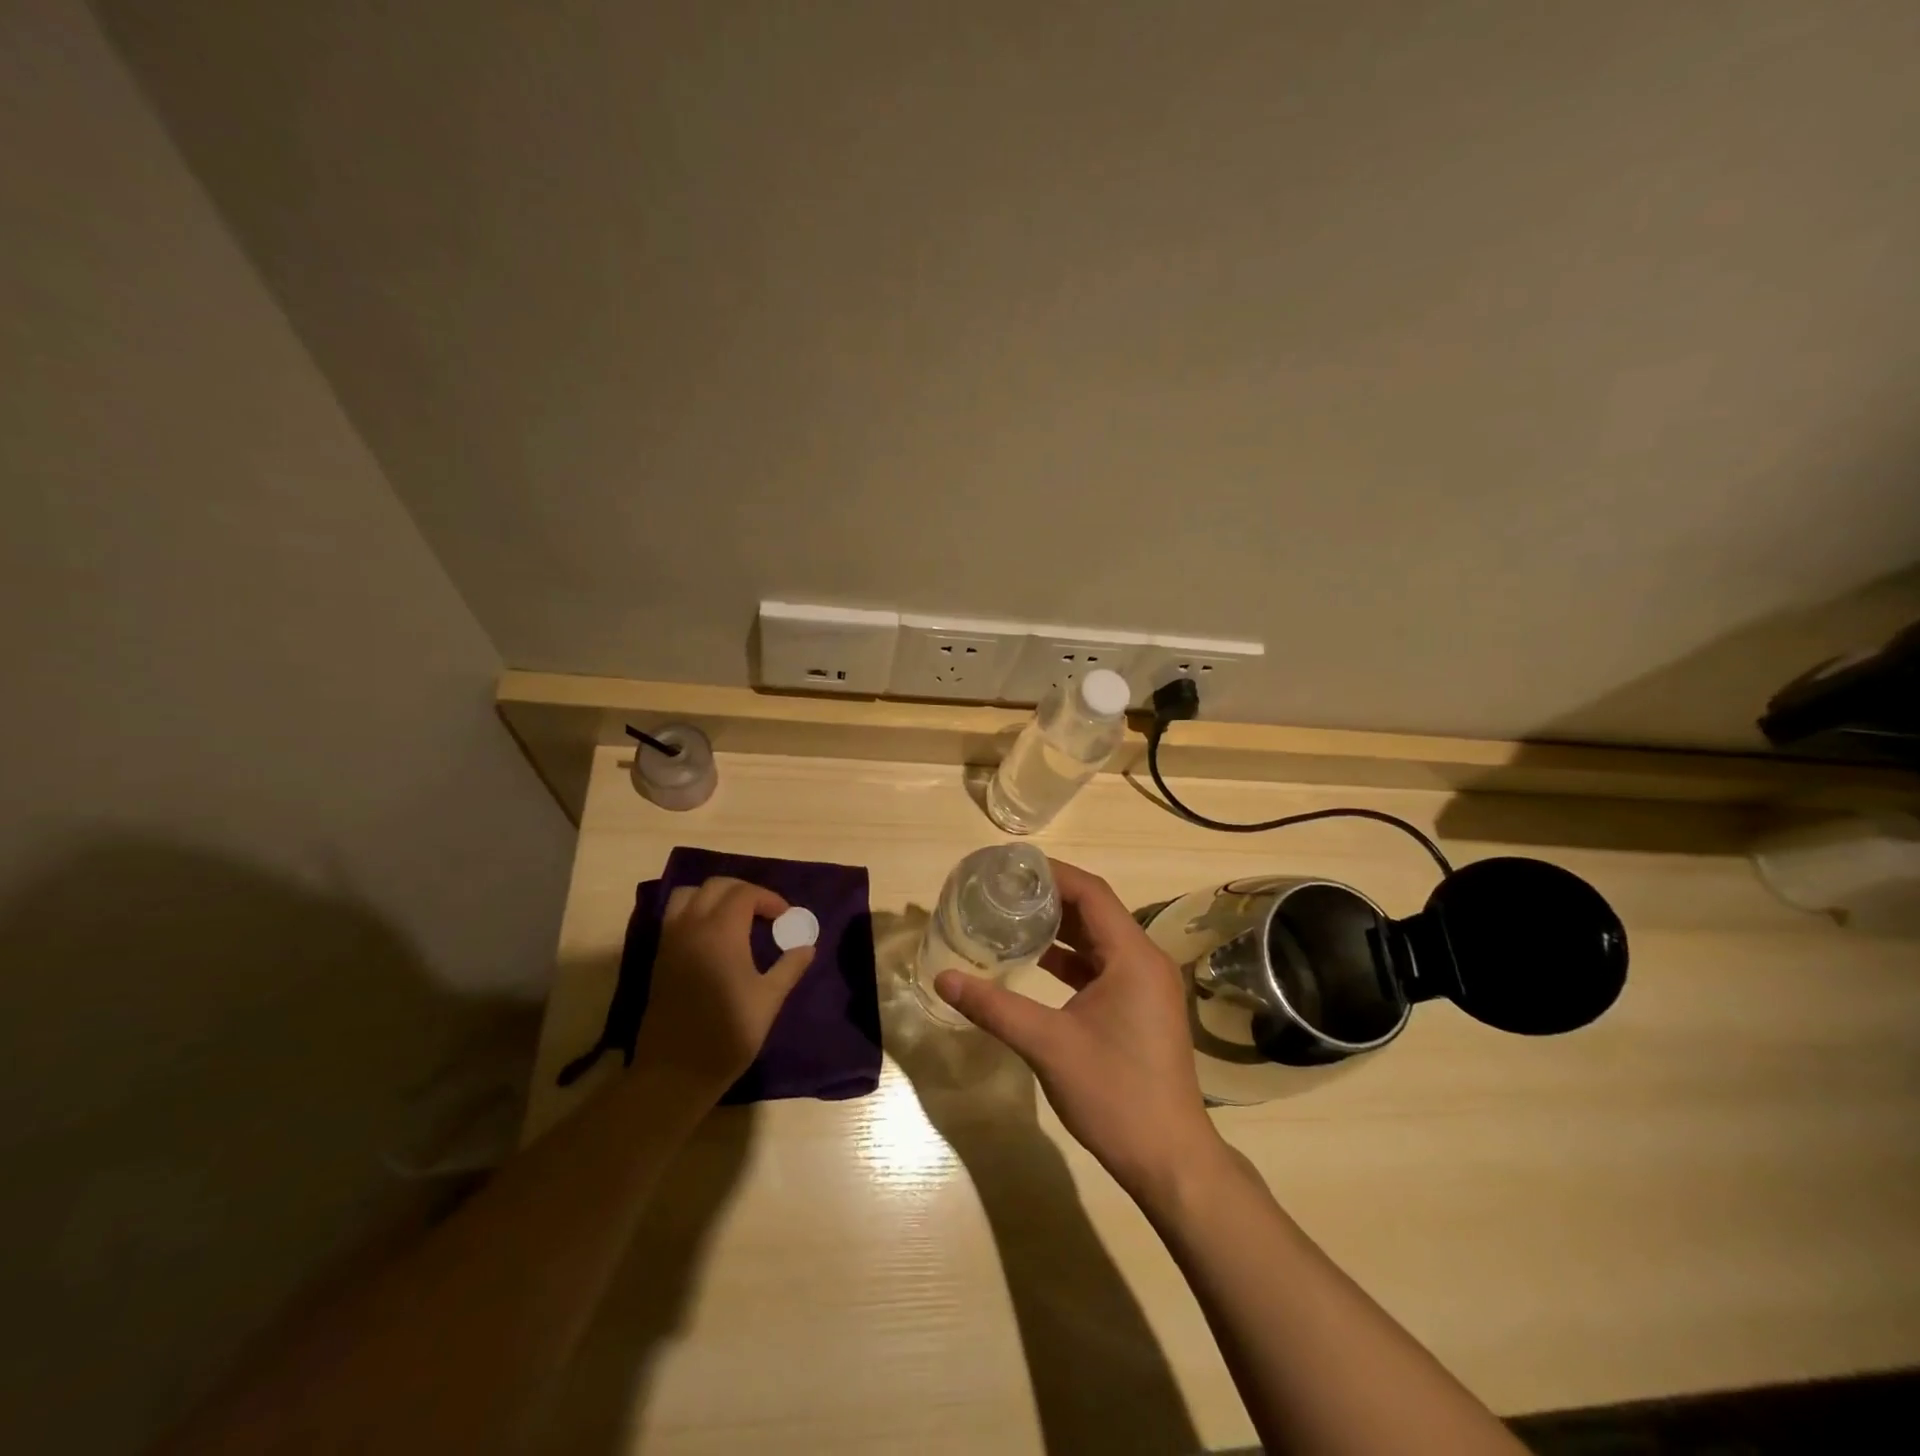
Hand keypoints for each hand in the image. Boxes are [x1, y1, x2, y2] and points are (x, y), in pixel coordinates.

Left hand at [631, 877, 814, 1103]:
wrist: (675, 1072)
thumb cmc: (728, 1034)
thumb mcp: (769, 999)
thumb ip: (789, 966)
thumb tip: (807, 946)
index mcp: (720, 932)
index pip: (745, 893)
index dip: (769, 898)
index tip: (785, 917)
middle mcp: (692, 927)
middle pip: (716, 886)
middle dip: (744, 892)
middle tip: (765, 913)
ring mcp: (671, 941)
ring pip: (688, 895)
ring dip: (714, 896)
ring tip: (735, 917)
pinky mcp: (660, 957)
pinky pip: (675, 916)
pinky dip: (695, 911)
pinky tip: (713, 937)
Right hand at [934, 859, 1226, 1203]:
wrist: (1169, 1159)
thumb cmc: (1114, 1094)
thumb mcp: (1047, 1046)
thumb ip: (994, 1008)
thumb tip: (943, 978)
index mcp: (1132, 957)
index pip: (1091, 893)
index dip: (1052, 874)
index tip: (1010, 867)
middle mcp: (1144, 961)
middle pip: (1095, 911)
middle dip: (1050, 897)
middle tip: (1003, 890)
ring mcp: (1145, 986)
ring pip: (1098, 939)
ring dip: (1060, 927)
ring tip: (1012, 917)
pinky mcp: (1140, 1007)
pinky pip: (1102, 966)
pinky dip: (1070, 958)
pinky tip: (1035, 961)